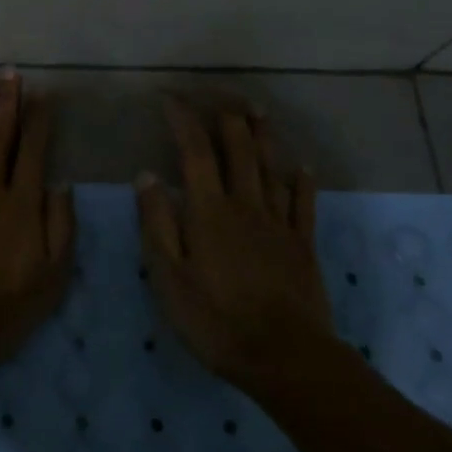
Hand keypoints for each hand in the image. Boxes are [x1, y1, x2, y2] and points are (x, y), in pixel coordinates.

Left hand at [0, 73, 74, 362]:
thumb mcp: (53, 276)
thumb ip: (61, 227)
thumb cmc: (6, 306)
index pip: (33, 150)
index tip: (42, 94)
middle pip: (0, 136)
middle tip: (10, 72)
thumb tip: (61, 185)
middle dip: (7, 102)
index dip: (38, 120)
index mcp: (22, 203)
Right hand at [136, 97, 332, 389]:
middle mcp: (245, 204)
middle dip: (226, 116)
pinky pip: (304, 202)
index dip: (183, 120)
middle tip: (217, 95)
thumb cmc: (215, 319)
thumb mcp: (168, 276)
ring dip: (263, 135)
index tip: (170, 98)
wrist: (284, 357)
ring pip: (271, 166)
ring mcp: (279, 222)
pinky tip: (301, 166)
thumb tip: (147, 174)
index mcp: (209, 210)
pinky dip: (301, 179)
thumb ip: (157, 222)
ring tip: (256, 110)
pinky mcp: (302, 244)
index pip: (194, 151)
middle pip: (239, 148)